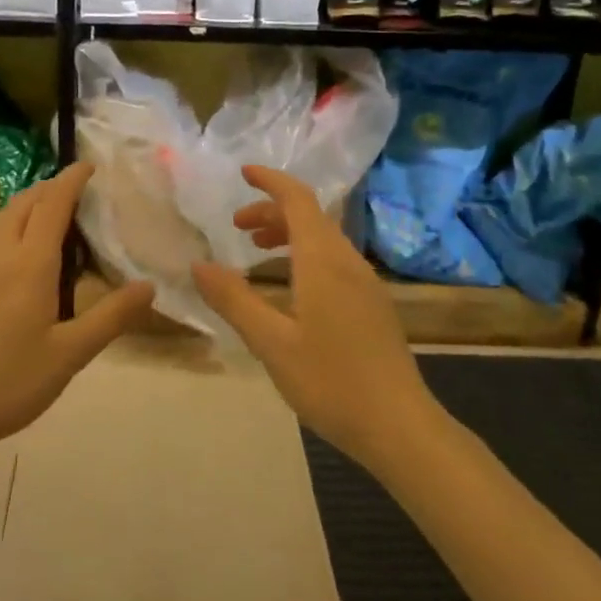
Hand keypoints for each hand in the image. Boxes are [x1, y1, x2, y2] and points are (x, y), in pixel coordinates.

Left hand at [0, 162, 155, 465]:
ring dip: (25, 208)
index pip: (53, 203)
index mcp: (29, 264)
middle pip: (23, 203)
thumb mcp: (68, 356)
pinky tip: (8, 260)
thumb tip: (149, 286)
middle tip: (71, 191)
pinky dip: (5, 231)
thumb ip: (111, 317)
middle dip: (48, 188)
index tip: (87, 165)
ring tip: (44, 220)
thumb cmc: (6, 383)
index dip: (71, 179)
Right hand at [193, 165, 437, 469]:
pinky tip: (292, 288)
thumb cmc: (331, 381)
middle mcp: (348, 262)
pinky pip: (334, 261)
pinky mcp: (373, 306)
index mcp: (323, 260)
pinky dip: (305, 255)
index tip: (243, 173)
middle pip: (310, 217)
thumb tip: (199, 264)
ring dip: (289, 234)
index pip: (297, 199)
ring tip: (258, 252)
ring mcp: (366, 283)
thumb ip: (234, 300)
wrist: (401, 427)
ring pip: (324, 240)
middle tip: (237, 227)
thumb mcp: (271, 342)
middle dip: (272, 211)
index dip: (270, 181)